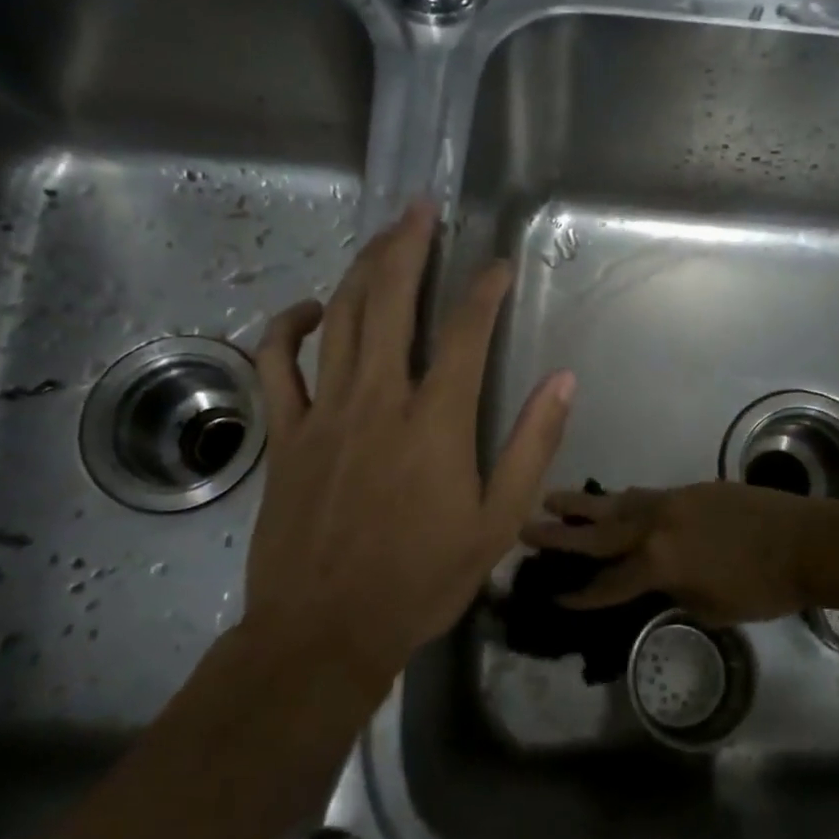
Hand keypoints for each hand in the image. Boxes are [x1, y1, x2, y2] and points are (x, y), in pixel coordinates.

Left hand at [241, 201, 574, 683]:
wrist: (325, 631)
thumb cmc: (421, 580)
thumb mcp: (498, 522)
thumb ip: (531, 446)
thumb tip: (562, 380)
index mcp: (435, 422)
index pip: (465, 332)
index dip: (485, 290)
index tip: (499, 264)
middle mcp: (377, 400)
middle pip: (390, 301)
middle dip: (407, 246)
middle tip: (420, 207)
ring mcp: (324, 412)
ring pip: (339, 318)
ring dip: (360, 269)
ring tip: (381, 235)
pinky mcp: (285, 433)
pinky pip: (277, 364)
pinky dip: (288, 327)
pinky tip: (310, 309)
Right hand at [519, 482, 815, 624]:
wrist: (809, 540)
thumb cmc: (765, 587)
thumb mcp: (714, 608)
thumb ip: (677, 596)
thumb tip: (661, 586)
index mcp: (660, 562)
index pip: (609, 583)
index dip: (580, 594)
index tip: (553, 597)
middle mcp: (657, 526)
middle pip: (598, 531)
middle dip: (560, 533)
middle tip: (526, 527)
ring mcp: (673, 501)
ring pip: (618, 502)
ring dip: (584, 503)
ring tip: (553, 497)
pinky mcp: (691, 489)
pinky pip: (645, 495)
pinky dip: (623, 501)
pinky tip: (614, 501)